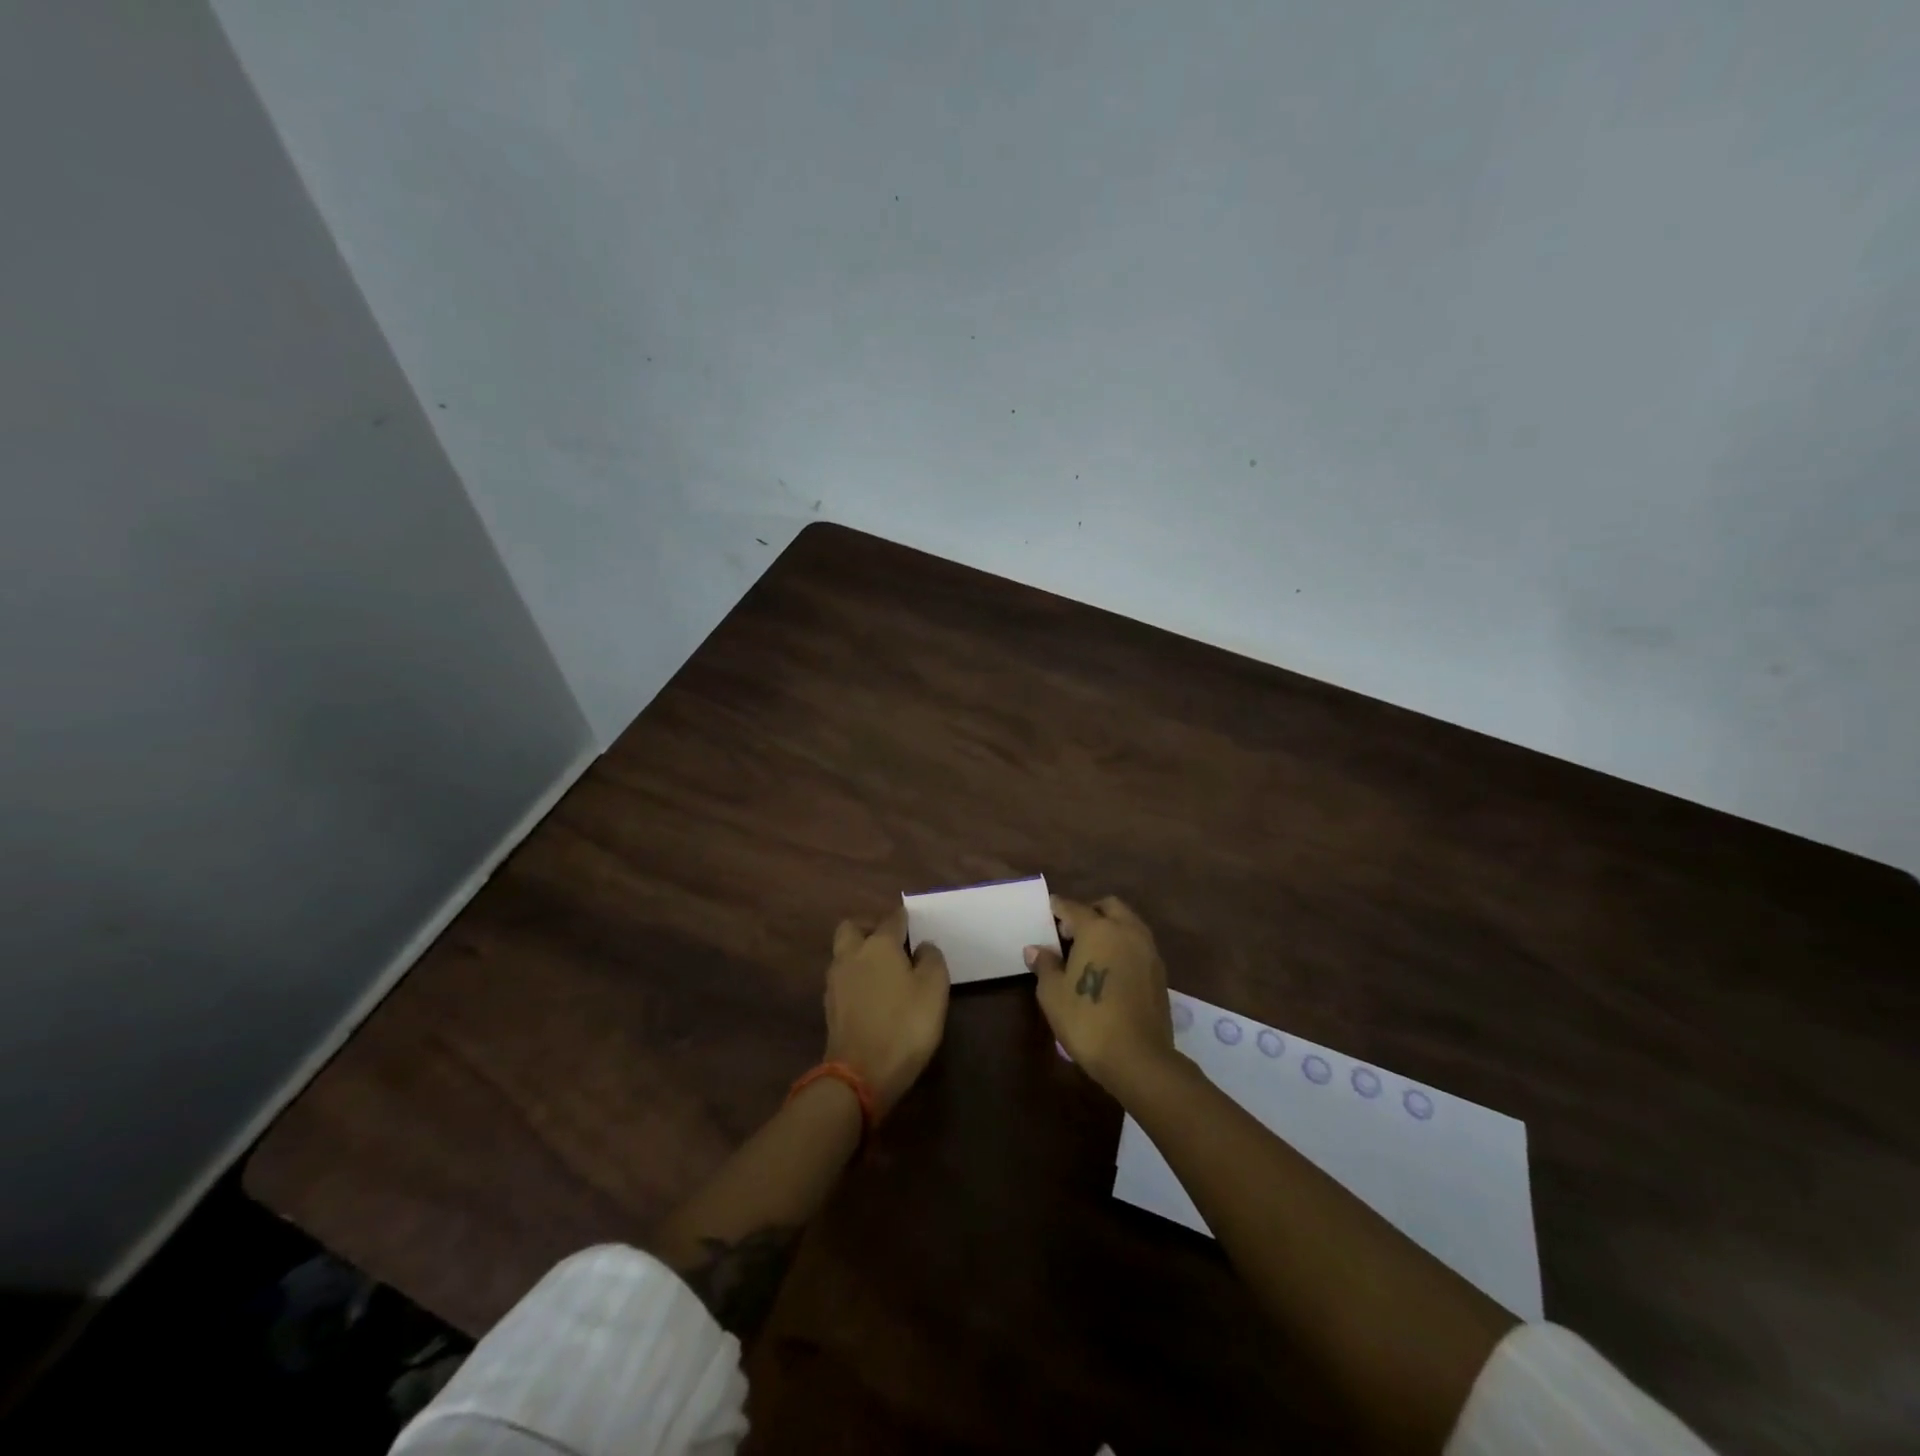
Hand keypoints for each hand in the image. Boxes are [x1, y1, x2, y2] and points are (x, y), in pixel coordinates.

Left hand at [824, 906, 949, 1115]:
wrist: (860, 1074)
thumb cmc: (904, 1025)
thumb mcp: (934, 989)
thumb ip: (931, 960)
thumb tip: (922, 946)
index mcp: (879, 945)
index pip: (892, 919)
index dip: (904, 918)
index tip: (914, 924)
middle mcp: (852, 955)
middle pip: (853, 927)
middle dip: (869, 927)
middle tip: (890, 941)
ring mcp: (836, 981)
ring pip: (843, 952)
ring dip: (859, 953)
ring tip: (883, 969)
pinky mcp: (830, 1006)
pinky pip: (842, 978)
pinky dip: (855, 977)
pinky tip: (872, 993)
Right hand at [1026, 894, 1172, 1092]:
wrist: (1138, 1058)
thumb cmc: (1087, 1020)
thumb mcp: (1053, 994)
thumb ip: (1045, 965)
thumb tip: (1036, 949)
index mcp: (1098, 929)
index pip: (1073, 908)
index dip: (1058, 907)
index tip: (1049, 909)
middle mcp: (1126, 931)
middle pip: (1108, 906)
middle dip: (1089, 911)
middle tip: (1071, 931)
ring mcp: (1148, 950)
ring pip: (1128, 923)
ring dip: (1110, 927)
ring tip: (1091, 950)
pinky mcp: (1160, 972)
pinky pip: (1138, 944)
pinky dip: (1123, 945)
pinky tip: (1110, 968)